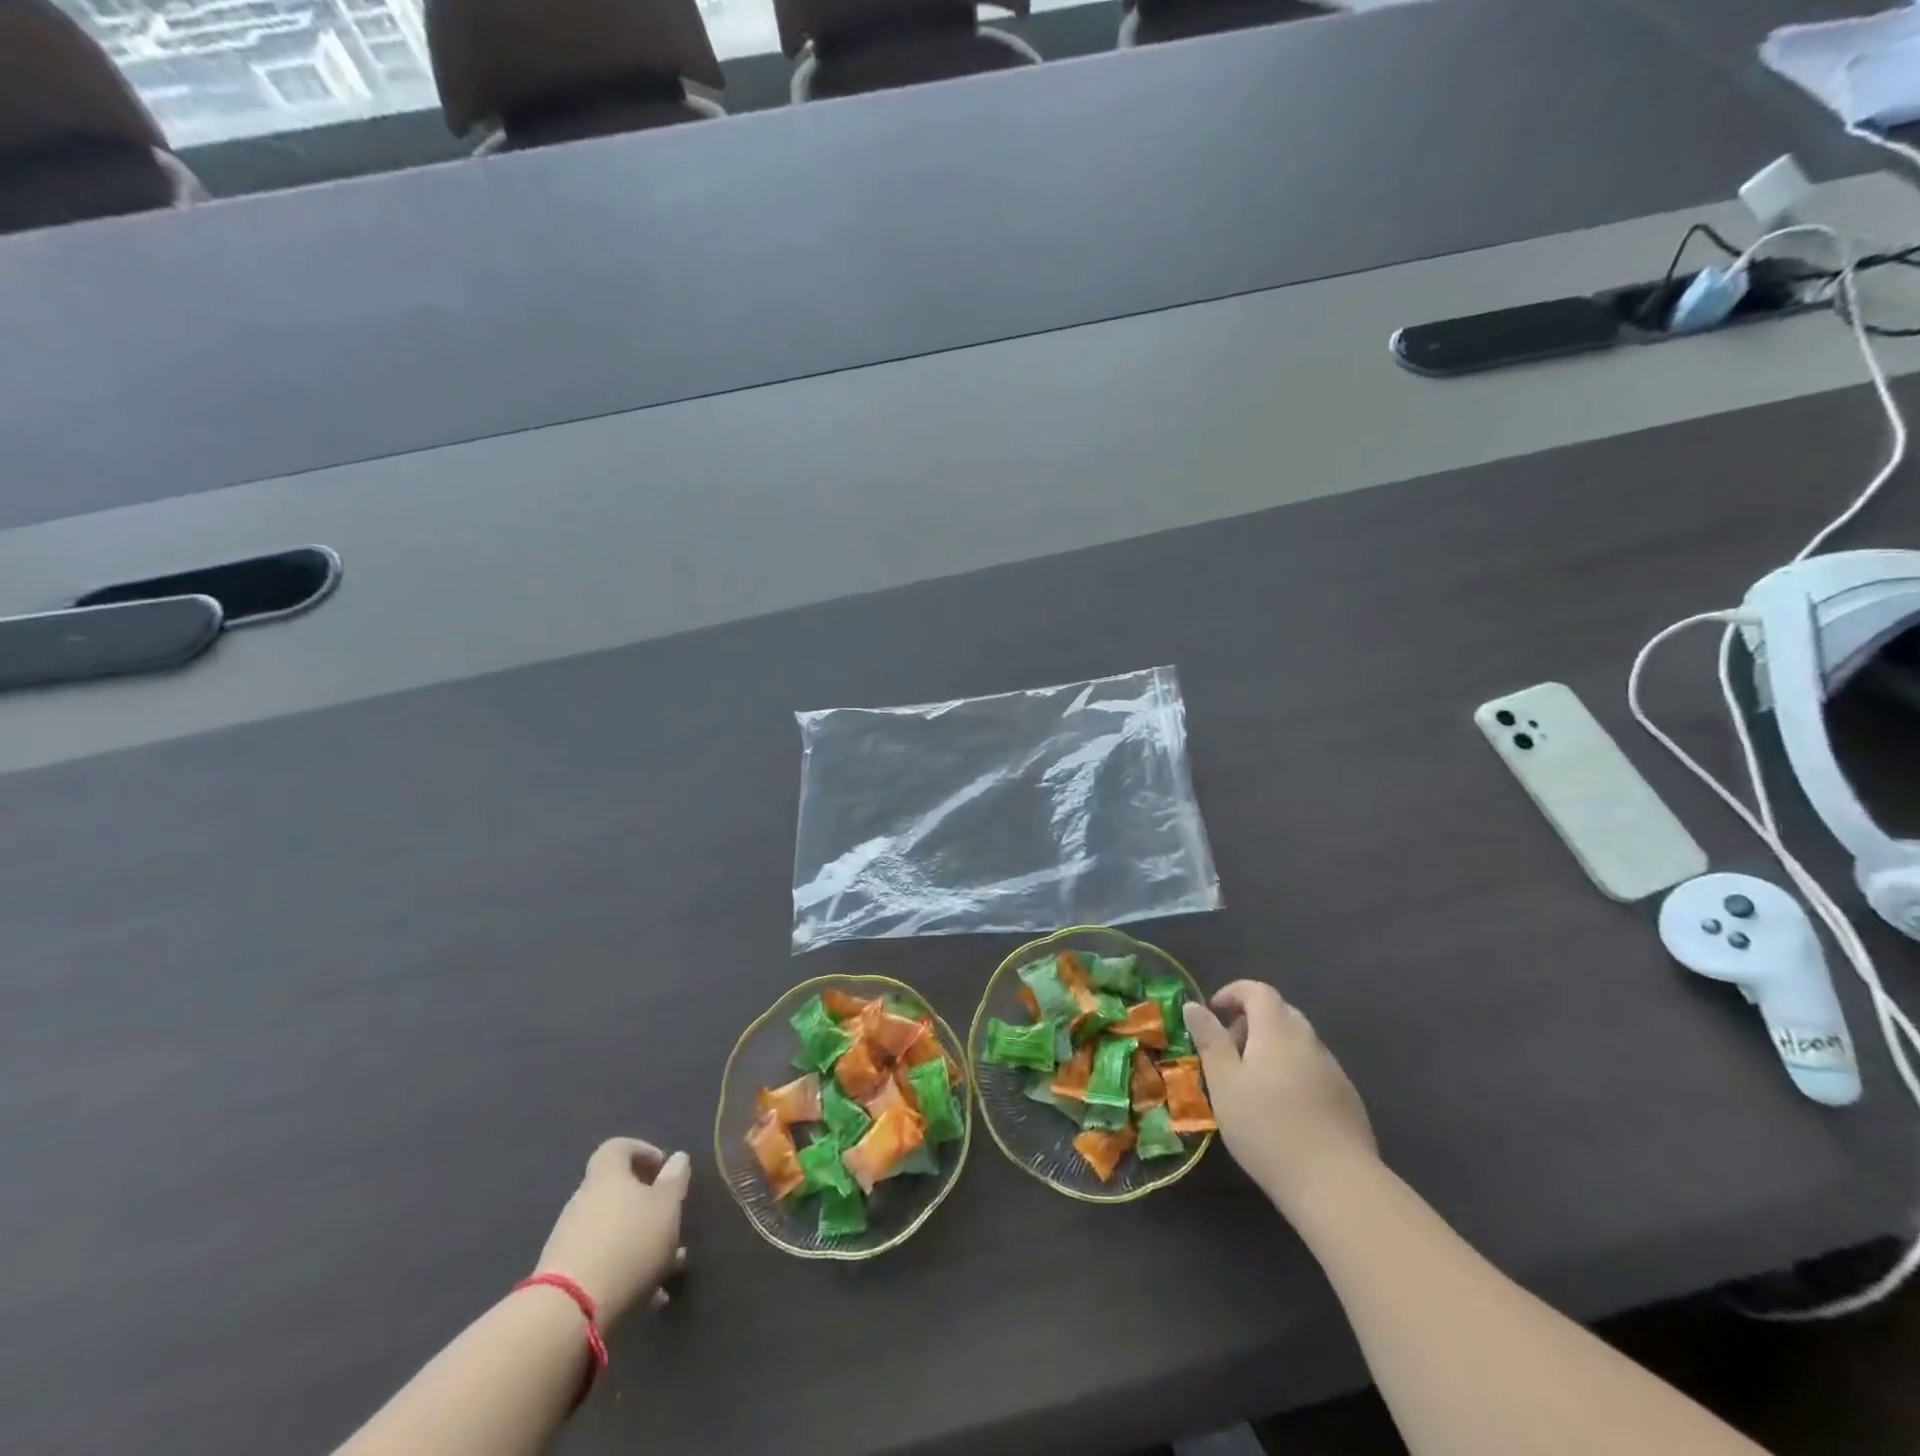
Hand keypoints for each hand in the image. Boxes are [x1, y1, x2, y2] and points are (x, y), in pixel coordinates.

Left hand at [535, 1139, 689, 1330]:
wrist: (567, 1314)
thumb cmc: (628, 1244)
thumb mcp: (666, 1207)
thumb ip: (675, 1180)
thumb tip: (677, 1158)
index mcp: (606, 1176)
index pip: (618, 1147)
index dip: (641, 1151)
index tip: (663, 1168)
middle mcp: (583, 1201)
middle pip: (614, 1191)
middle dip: (645, 1203)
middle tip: (670, 1219)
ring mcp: (569, 1240)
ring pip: (612, 1230)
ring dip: (638, 1241)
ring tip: (668, 1267)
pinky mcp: (563, 1277)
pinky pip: (601, 1262)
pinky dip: (624, 1270)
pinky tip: (649, 1296)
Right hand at [1184, 981, 1377, 1215]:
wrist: (1337, 1185)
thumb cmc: (1267, 1127)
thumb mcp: (1224, 1082)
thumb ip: (1209, 1039)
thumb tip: (1194, 1005)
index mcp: (1277, 1030)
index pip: (1258, 991)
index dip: (1234, 992)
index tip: (1214, 1011)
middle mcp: (1309, 1041)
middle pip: (1280, 1013)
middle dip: (1251, 1022)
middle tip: (1229, 1050)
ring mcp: (1333, 1070)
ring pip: (1298, 1042)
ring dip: (1272, 1048)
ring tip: (1252, 1083)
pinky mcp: (1348, 1099)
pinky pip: (1313, 1069)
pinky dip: (1292, 1071)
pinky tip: (1283, 1108)